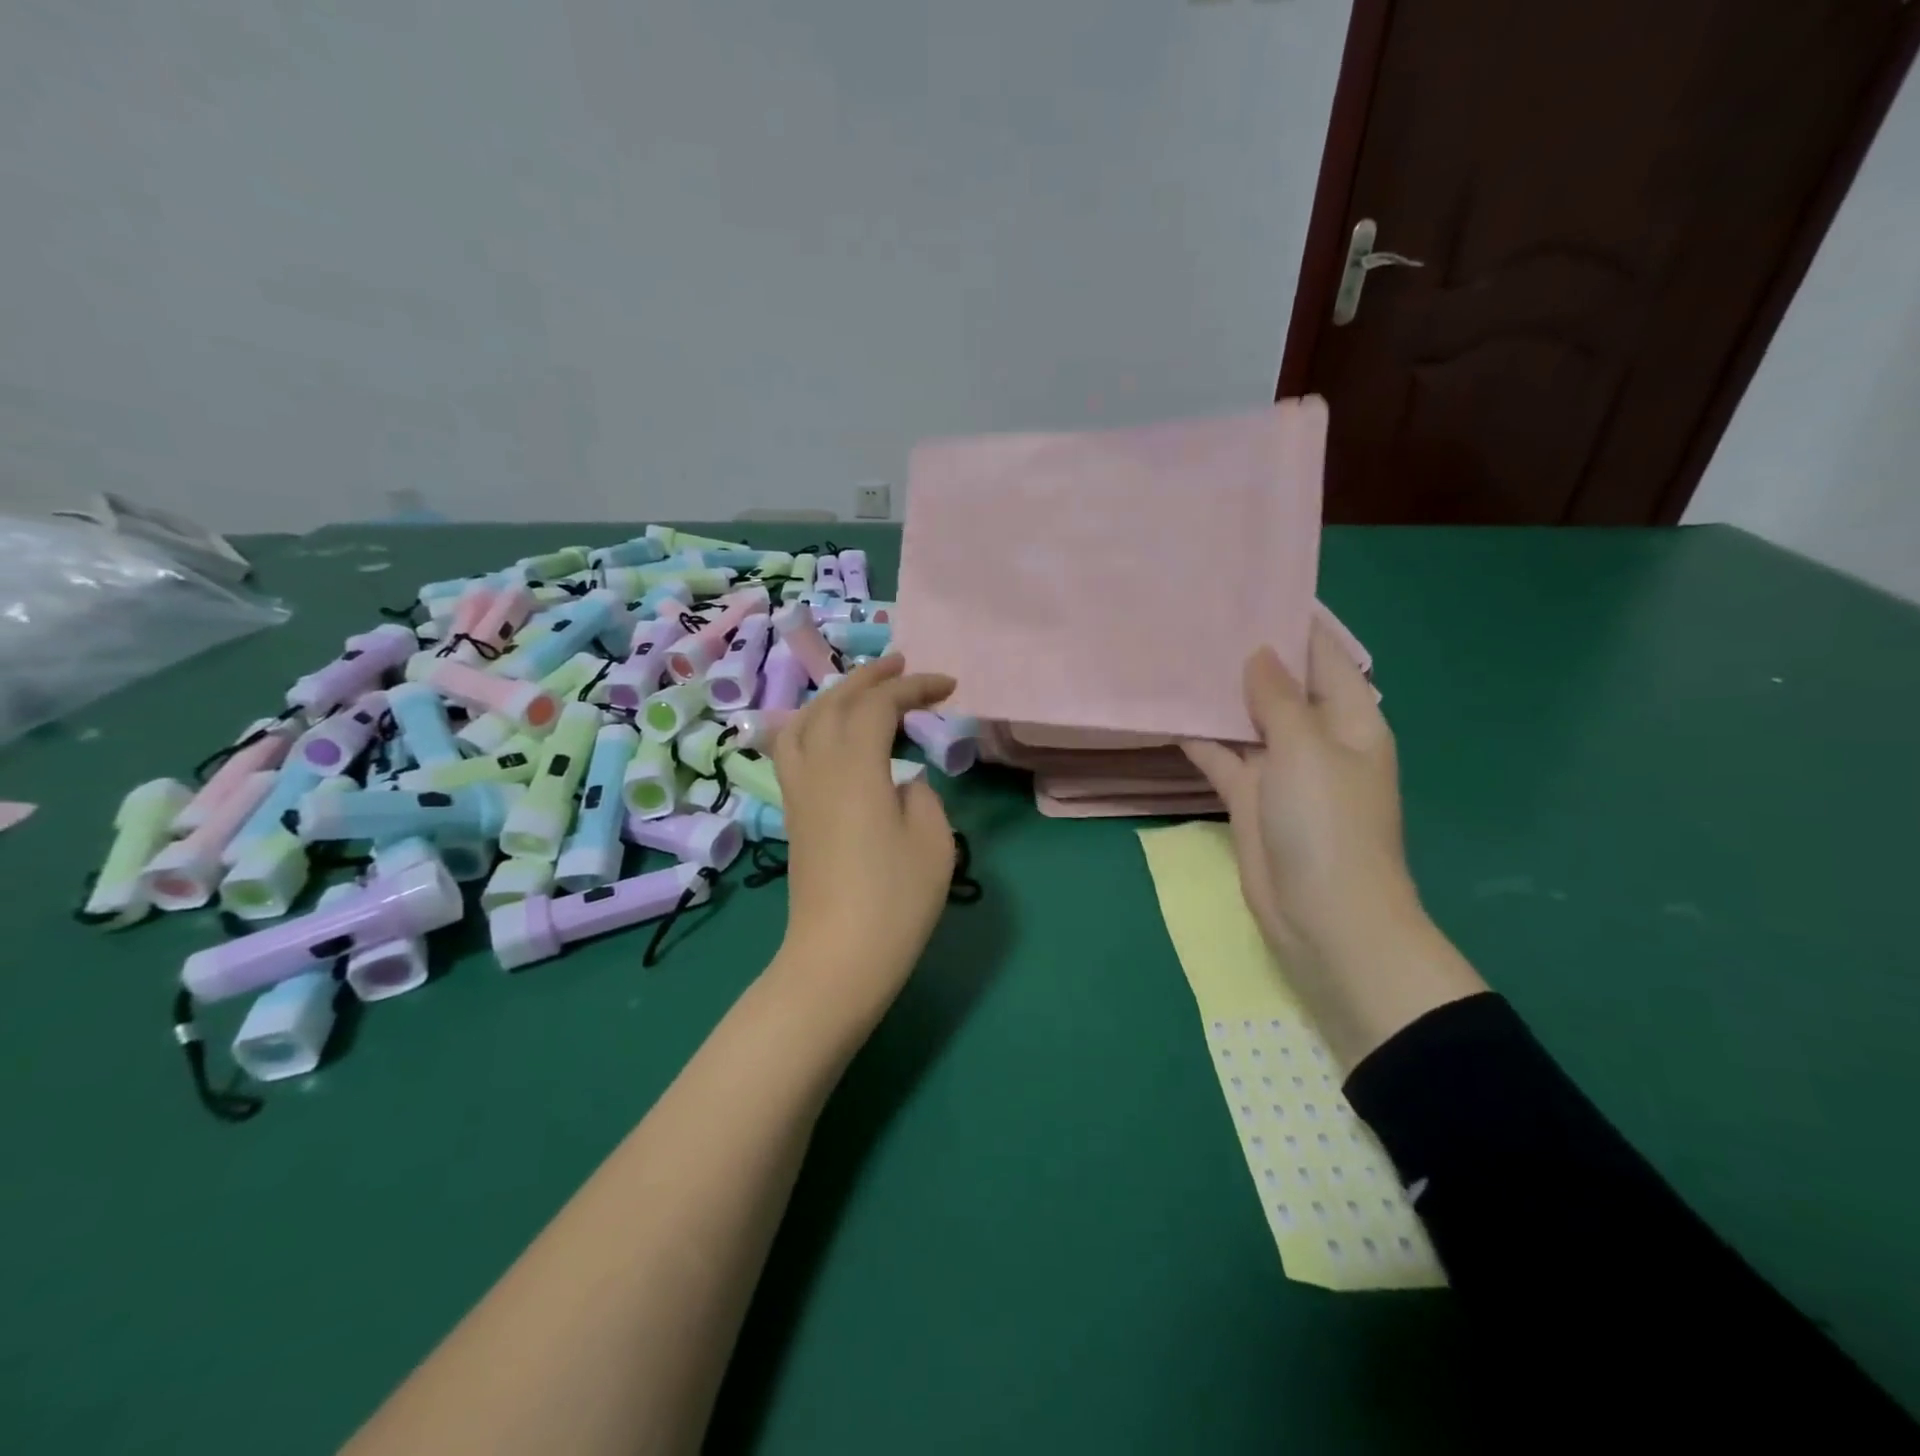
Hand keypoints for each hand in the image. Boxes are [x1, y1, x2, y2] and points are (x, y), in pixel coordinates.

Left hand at [769, 656, 958, 1018]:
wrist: (837, 957)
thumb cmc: (895, 900)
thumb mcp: (933, 841)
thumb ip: (920, 796)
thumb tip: (901, 783)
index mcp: (856, 767)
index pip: (879, 705)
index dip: (914, 687)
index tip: (948, 686)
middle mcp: (819, 767)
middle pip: (836, 702)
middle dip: (871, 677)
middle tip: (904, 666)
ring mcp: (799, 790)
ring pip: (805, 719)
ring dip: (835, 695)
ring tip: (863, 690)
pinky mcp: (793, 812)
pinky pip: (791, 747)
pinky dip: (809, 723)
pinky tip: (824, 731)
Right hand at [1182, 620, 1420, 971]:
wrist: (1324, 916)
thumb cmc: (1327, 823)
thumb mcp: (1306, 749)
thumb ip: (1278, 698)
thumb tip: (1259, 653)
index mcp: (1349, 718)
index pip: (1322, 655)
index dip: (1292, 622)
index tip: (1250, 588)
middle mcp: (1315, 737)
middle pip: (1278, 684)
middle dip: (1244, 655)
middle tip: (1197, 616)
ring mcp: (1279, 769)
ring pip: (1244, 720)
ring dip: (1217, 695)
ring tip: (1175, 653)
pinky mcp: (1248, 797)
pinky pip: (1220, 756)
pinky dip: (1198, 738)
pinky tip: (1165, 712)